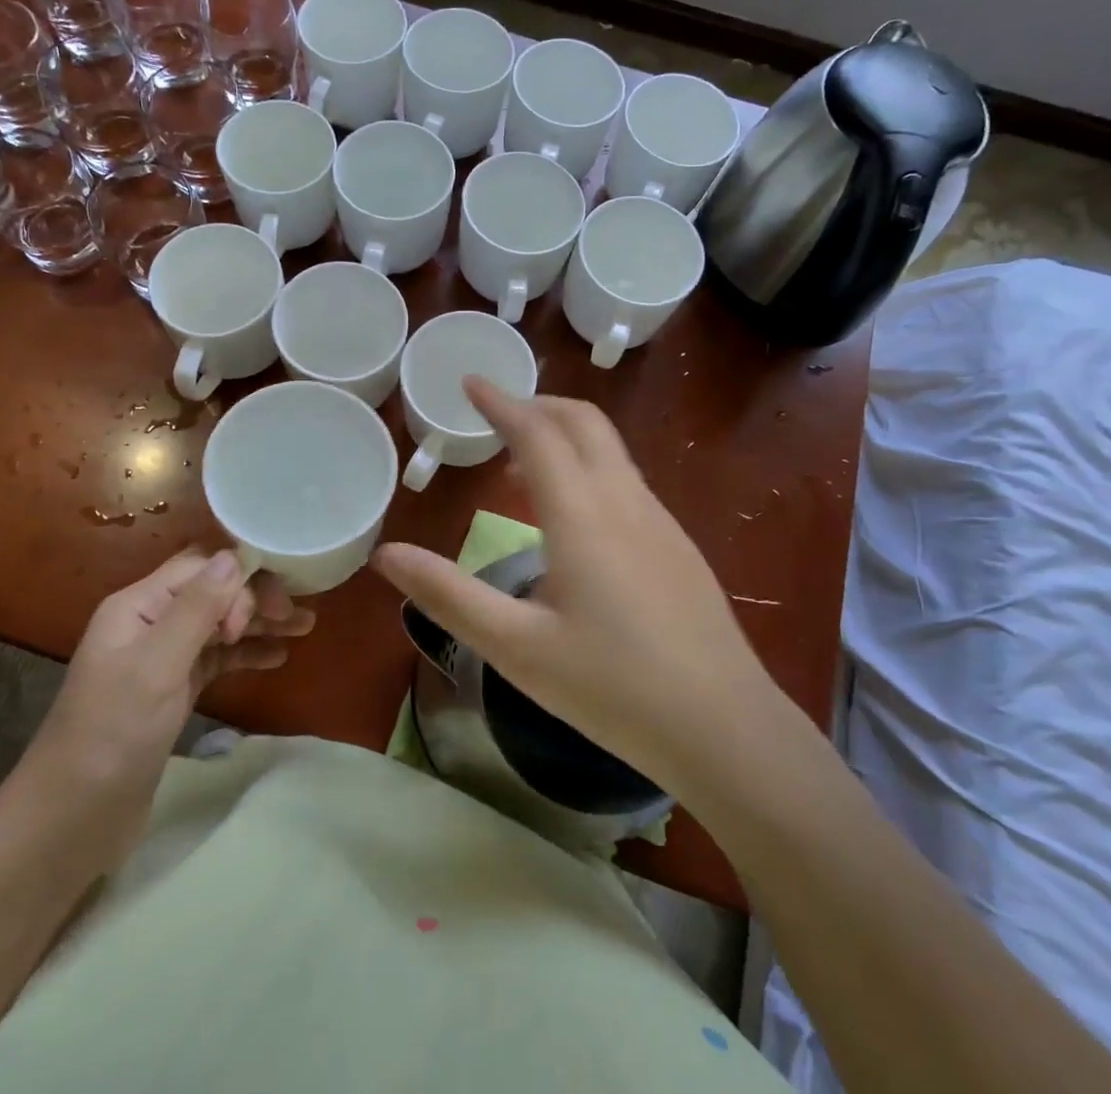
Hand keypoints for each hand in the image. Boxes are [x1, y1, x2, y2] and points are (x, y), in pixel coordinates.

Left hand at [24, 548, 311, 829]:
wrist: (71, 821)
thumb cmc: (112, 735)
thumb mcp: (157, 666)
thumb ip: (197, 610)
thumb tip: (234, 557)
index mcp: (138, 605)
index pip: (200, 567)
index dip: (239, 576)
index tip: (272, 607)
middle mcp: (151, 622)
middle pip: (214, 591)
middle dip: (256, 597)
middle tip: (295, 619)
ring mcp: (162, 657)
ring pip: (220, 624)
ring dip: (259, 623)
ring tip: (305, 627)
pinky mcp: (173, 691)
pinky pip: (217, 658)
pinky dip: (247, 653)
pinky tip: (277, 657)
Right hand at [370, 381, 781, 794]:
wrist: (724, 727)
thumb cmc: (611, 687)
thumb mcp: (515, 648)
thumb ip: (448, 596)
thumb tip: (386, 554)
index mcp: (581, 514)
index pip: (536, 432)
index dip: (500, 402)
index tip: (471, 382)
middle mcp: (624, 500)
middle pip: (583, 422)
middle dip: (537, 405)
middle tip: (496, 415)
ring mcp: (660, 520)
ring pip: (610, 449)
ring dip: (565, 437)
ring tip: (521, 469)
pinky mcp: (678, 545)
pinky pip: (627, 480)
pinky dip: (589, 467)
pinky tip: (574, 520)